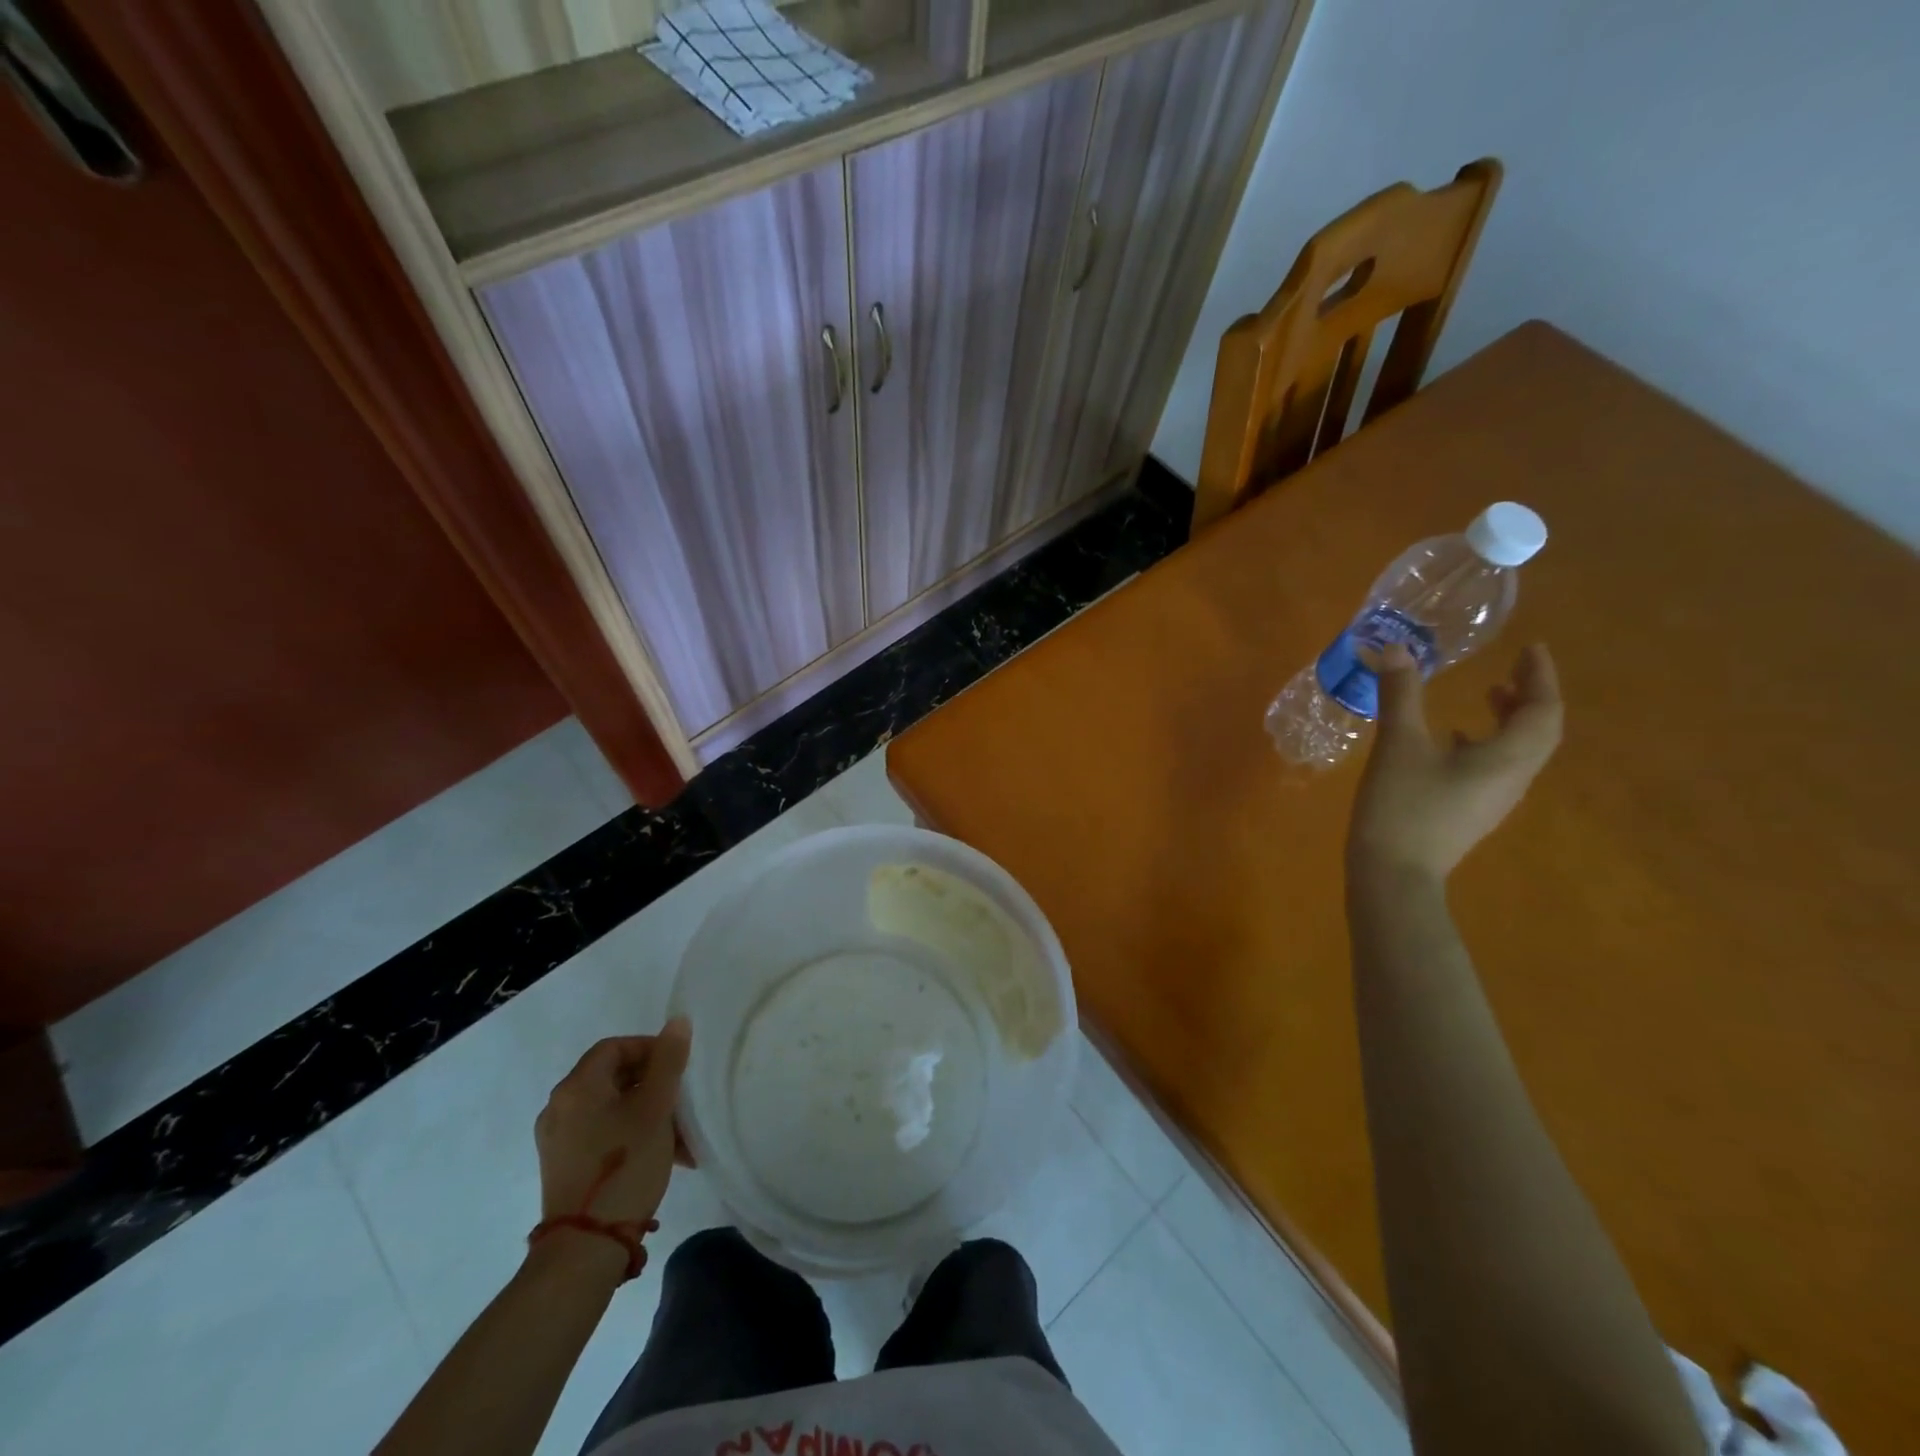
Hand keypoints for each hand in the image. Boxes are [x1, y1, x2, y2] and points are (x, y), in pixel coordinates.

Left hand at [534, 1018, 691, 1228]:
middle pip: (613, 1076)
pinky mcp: (564, 1167)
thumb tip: (678, 1022)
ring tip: (680, 1136)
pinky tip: (661, 1155)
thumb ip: (668, 1061)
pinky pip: (603, 1133)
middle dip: (653, 1084)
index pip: (614, 1046)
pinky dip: (632, 1133)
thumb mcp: (656, 1108)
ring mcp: (558, 1140)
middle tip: (682, 1100)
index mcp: (576, 1087)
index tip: (679, 1066)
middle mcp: (560, 1107)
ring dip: (648, 1112)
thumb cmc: (624, 1165)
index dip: (650, 1048)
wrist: (585, 1249)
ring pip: (612, 1108)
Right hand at [1348, 642, 1562, 880]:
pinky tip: (1449, 740)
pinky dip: (1485, 742)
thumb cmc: (1403, 805)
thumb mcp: (1398, 744)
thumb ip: (1400, 695)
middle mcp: (1513, 778)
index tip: (1531, 648)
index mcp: (1507, 758)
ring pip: (1518, 750)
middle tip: (1512, 668)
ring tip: (1487, 695)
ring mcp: (1493, 800)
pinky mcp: (1470, 812)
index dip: (1541, 676)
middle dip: (1530, 695)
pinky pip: (1495, 767)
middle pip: (1538, 731)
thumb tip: (1397, 648)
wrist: (1393, 874)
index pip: (1543, 710)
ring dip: (1509, 719)